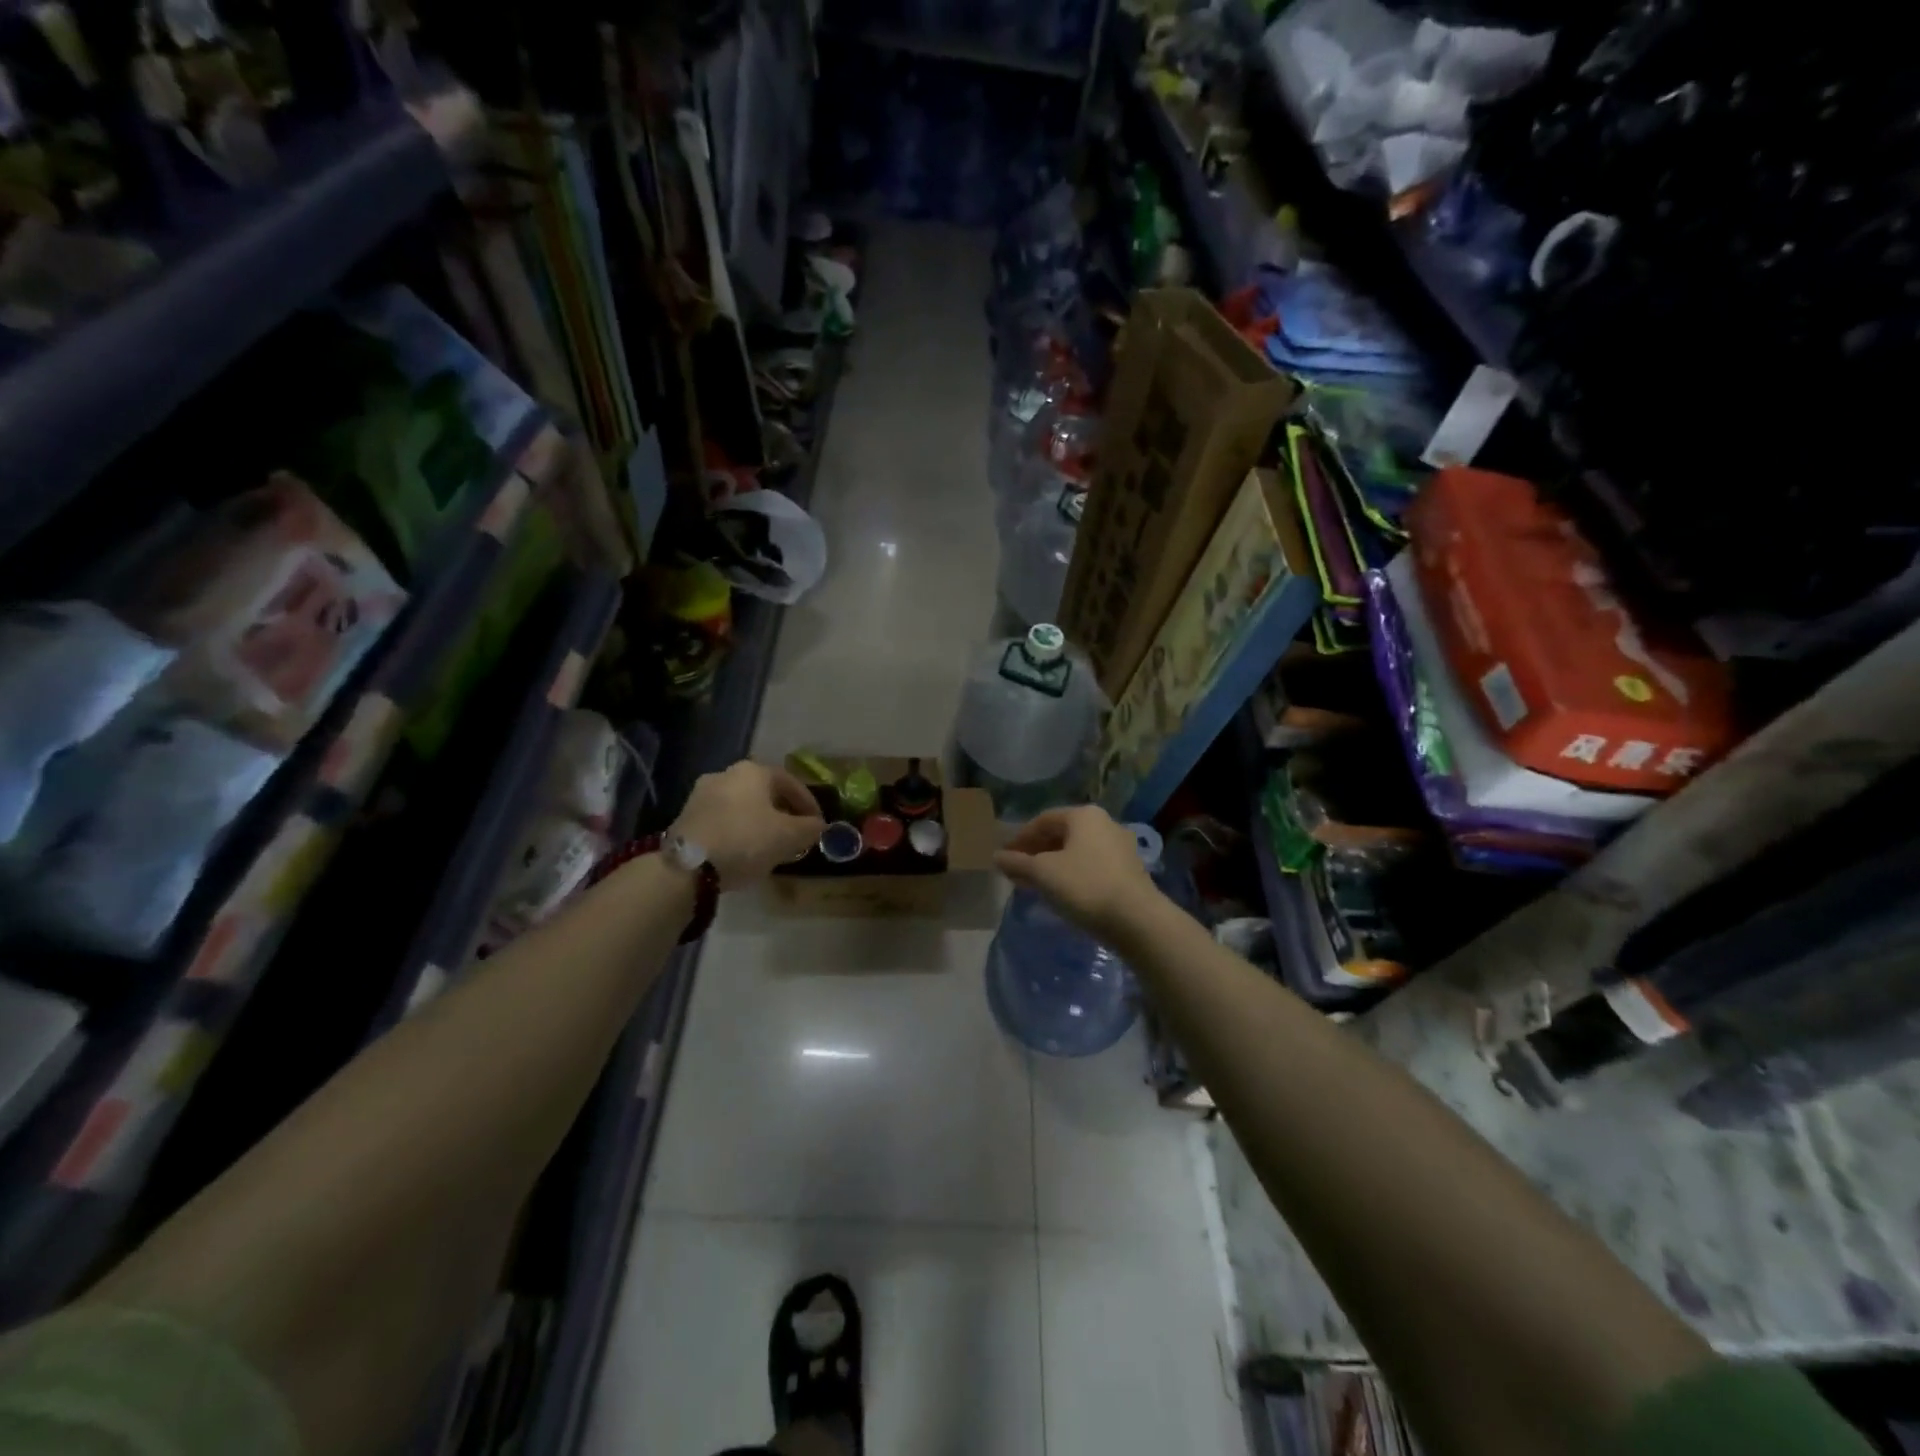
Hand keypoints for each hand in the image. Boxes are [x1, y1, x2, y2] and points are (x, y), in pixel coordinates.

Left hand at [673, 761, 825, 889]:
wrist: (687, 867)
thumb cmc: (746, 841)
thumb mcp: (789, 837)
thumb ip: (810, 828)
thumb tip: (819, 826)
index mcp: (753, 771)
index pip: (791, 782)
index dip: (809, 804)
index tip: (819, 824)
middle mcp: (726, 774)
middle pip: (765, 792)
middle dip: (783, 812)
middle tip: (796, 834)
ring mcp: (702, 794)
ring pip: (743, 806)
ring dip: (760, 822)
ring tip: (771, 845)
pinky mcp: (686, 817)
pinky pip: (724, 819)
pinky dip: (739, 830)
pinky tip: (745, 851)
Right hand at [994, 806, 1158, 939]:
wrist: (1137, 920)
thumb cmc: (1085, 886)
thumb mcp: (1043, 874)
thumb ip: (1018, 863)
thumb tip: (997, 857)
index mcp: (1084, 815)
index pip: (1043, 820)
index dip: (1019, 838)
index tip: (1004, 857)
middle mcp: (1105, 823)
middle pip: (1061, 834)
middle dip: (1036, 851)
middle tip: (1016, 871)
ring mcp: (1120, 847)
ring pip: (1076, 851)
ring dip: (1052, 864)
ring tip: (1034, 884)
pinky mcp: (1129, 870)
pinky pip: (1091, 865)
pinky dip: (1071, 874)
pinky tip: (1061, 892)